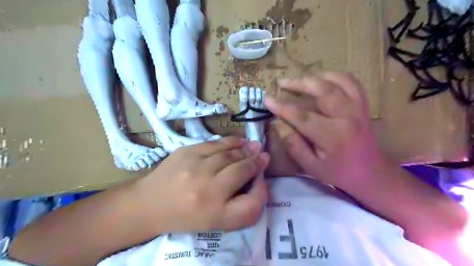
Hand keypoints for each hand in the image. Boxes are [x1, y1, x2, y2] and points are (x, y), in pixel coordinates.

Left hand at [135, 137, 269, 232]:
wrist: (150, 204)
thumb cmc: (186, 216)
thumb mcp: (216, 222)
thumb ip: (241, 206)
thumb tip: (257, 180)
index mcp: (215, 213)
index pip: (251, 203)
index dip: (262, 189)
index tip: (263, 177)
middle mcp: (207, 190)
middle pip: (241, 170)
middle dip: (255, 161)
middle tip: (264, 155)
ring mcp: (195, 167)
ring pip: (230, 154)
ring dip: (245, 150)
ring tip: (254, 147)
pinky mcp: (186, 152)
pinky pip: (215, 144)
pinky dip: (231, 141)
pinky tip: (239, 141)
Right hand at [265, 72, 382, 189]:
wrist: (370, 173)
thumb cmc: (337, 173)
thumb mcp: (310, 166)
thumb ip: (293, 144)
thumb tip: (278, 123)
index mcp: (332, 136)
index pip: (302, 116)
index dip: (282, 107)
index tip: (267, 100)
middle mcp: (347, 117)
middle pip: (321, 90)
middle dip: (298, 83)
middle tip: (281, 83)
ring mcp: (358, 108)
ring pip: (337, 81)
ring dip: (315, 77)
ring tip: (299, 79)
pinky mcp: (363, 105)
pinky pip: (351, 82)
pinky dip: (335, 76)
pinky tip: (322, 79)